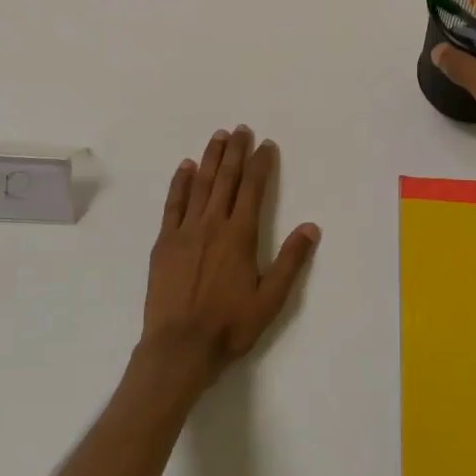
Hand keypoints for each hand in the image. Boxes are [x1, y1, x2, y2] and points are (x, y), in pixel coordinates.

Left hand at [140, 126, 320, 385]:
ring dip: (210, 158)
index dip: (260, 164)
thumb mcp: (271, 299)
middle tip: (241, 129)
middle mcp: (212, 224)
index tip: (265, 144)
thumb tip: (311, 226)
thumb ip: (291, 261)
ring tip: (218, 137)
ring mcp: (185, 231)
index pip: (253, 189)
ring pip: (200, 185)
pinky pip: (173, 204)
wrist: (179, 347)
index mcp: (240, 235)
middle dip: (235, 152)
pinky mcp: (164, 242)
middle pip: (226, 179)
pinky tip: (186, 167)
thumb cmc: (229, 326)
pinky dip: (180, 182)